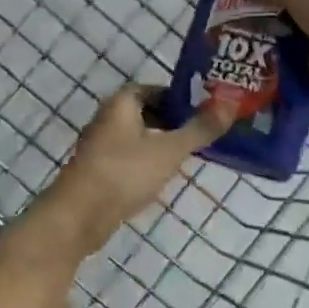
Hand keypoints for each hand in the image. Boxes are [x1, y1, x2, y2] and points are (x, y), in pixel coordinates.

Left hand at [40, 87, 235, 255]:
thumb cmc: (124, 173)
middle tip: (202, 133)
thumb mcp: (169, 150)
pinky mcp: (98, 170)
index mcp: (122, 103)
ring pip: (138, 136)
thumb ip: (200, 129)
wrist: (78, 217)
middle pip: (147, 112)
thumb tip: (231, 104)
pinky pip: (129, 157)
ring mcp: (100, 145)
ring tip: (190, 155)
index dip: (181, 98)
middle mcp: (108, 118)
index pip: (156, 90)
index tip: (205, 111)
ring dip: (161, 143)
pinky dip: (147, 161)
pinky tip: (163, 176)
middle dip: (174, 121)